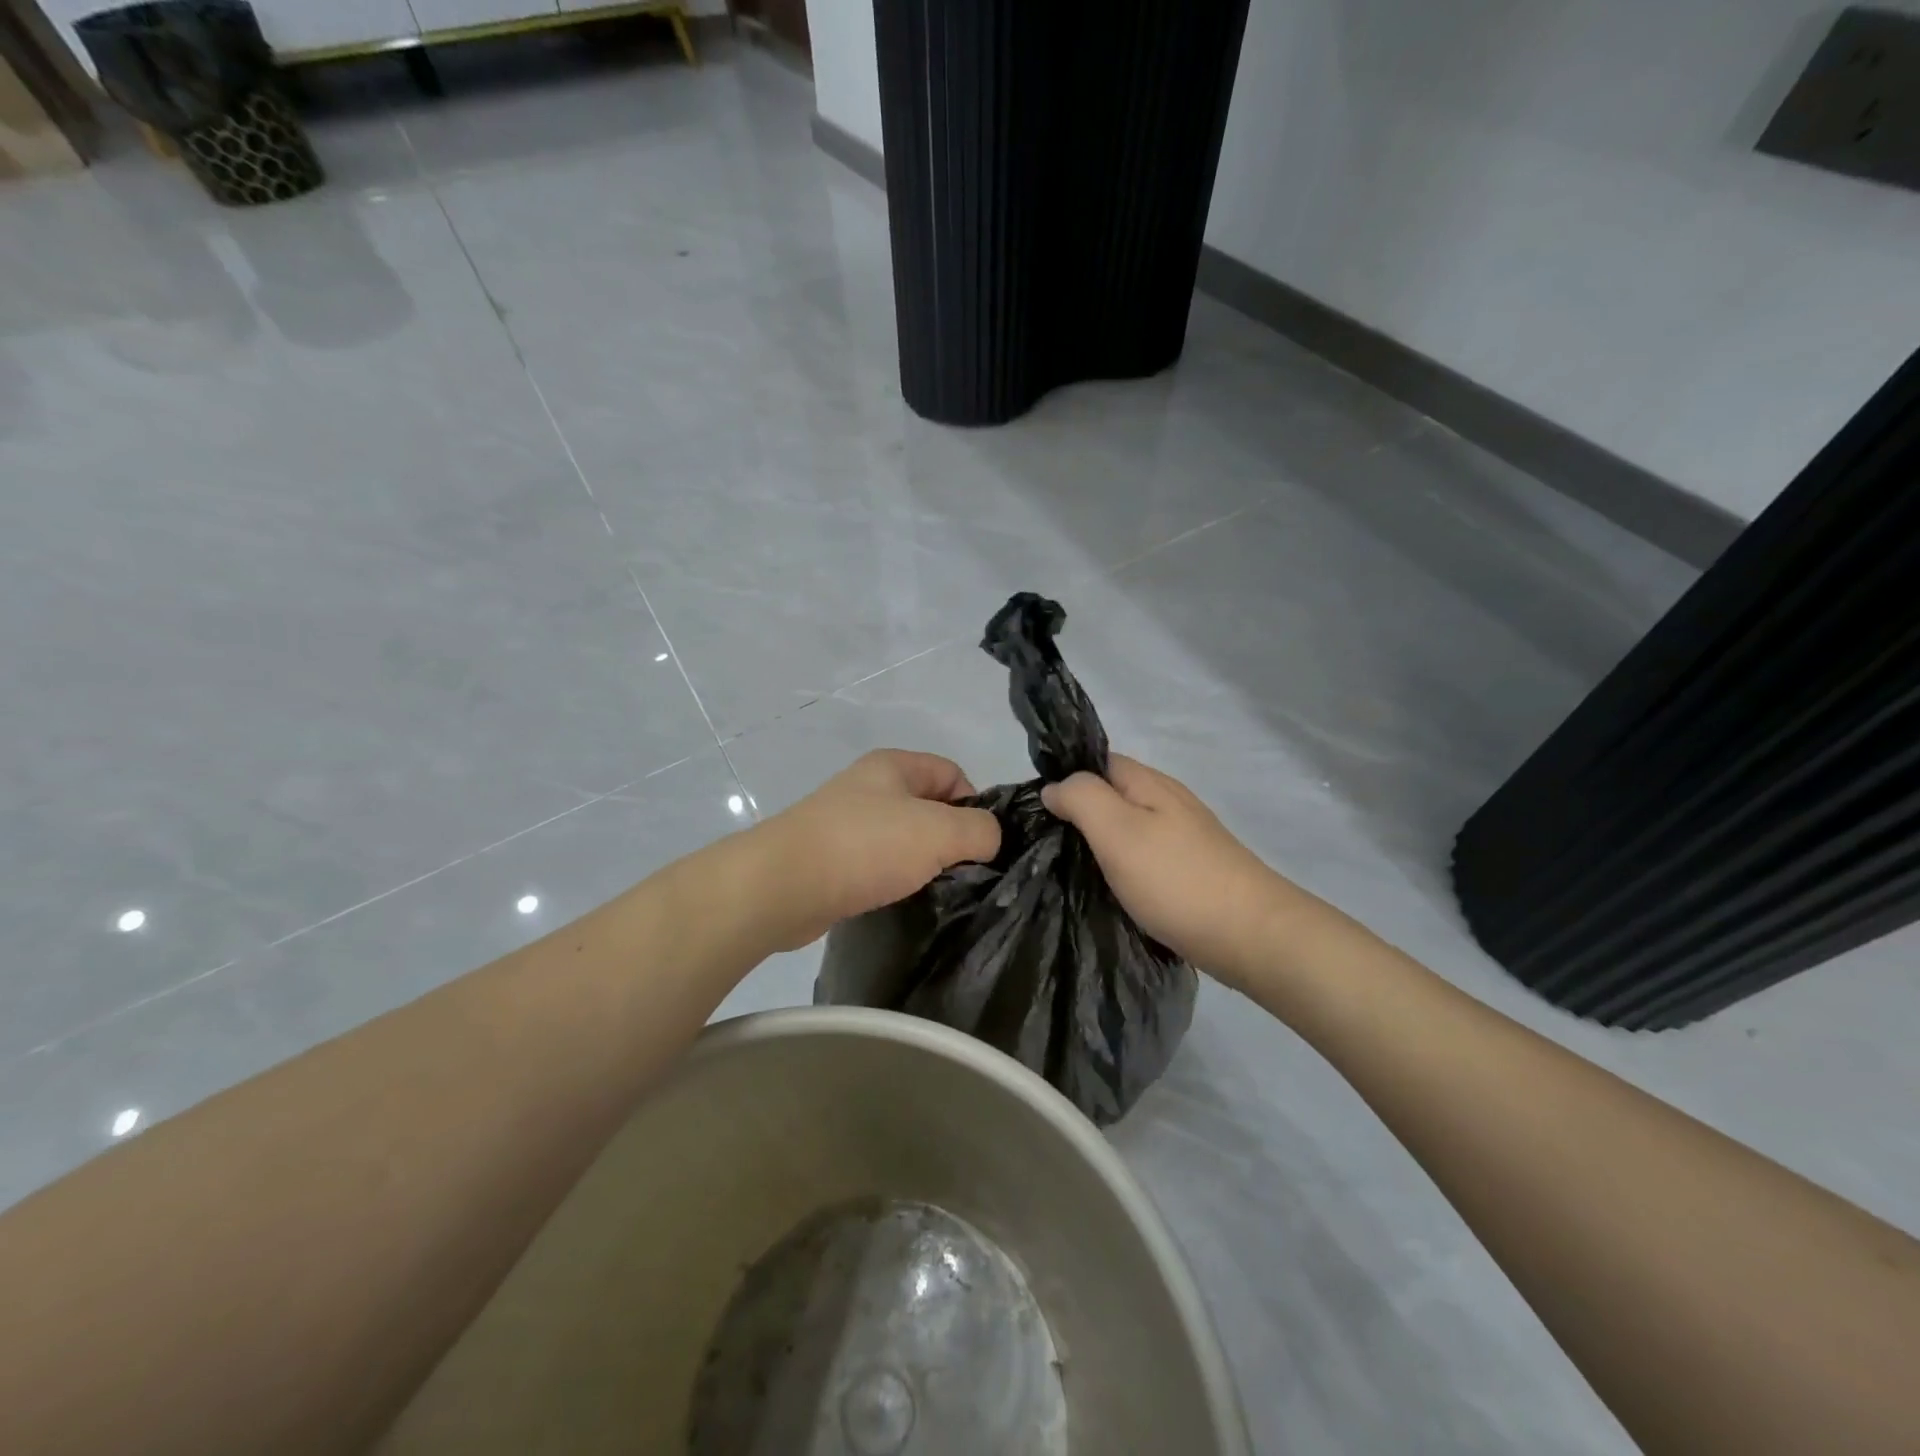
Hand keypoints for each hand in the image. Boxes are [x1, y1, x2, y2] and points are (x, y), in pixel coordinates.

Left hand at [753, 750, 1001, 950]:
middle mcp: (869, 786)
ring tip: (932, 888)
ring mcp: (846, 823)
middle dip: (950, 837)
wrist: (782, 885)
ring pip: (903, 838)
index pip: (952, 772)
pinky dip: (893, 879)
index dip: (975, 803)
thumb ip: (980, 830)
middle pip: (929, 806)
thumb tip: (990, 839)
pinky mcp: (831, 858)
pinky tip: (898, 898)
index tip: (980, 844)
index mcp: (894, 765)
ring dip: (922, 862)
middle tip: (962, 871)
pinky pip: (877, 863)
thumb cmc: (866, 846)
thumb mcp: (939, 831)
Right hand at [1042, 755, 1315, 986]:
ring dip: (1099, 844)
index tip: (1034, 809)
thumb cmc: (1176, 880)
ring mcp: (1183, 837)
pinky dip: (1121, 867)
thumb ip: (1081, 798)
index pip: (1096, 761)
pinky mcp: (1190, 871)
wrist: (1252, 936)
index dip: (1065, 777)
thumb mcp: (1117, 830)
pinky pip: (1143, 857)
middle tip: (1044, 844)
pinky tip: (1108, 889)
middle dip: (1078, 814)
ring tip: (1067, 868)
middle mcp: (1168, 802)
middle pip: (1112, 795)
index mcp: (1149, 784)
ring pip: (1127, 828)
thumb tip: (1054, 787)